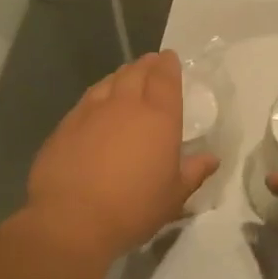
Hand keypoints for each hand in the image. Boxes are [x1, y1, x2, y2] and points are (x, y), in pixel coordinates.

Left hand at [25, 50, 218, 262]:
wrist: (71, 219)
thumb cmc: (133, 208)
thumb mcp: (174, 196)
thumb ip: (194, 172)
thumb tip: (211, 159)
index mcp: (159, 117)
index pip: (165, 77)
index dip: (169, 65)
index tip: (170, 59)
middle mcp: (125, 104)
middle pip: (136, 72)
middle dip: (146, 65)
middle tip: (152, 64)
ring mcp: (91, 111)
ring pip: (109, 81)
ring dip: (122, 76)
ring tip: (127, 78)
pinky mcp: (66, 124)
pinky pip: (88, 98)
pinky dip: (99, 94)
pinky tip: (98, 104)